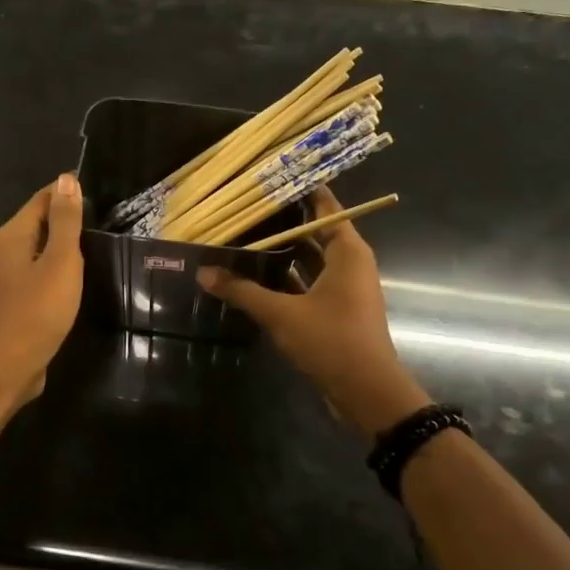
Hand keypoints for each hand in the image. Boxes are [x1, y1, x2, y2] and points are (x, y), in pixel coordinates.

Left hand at [0, 175, 84, 404]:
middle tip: (107, 216)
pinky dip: (60, 265)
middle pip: (40, 221)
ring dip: (66, 243)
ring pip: (41, 247)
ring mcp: (10, 275)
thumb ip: (65, 221)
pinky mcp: (18, 298)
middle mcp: (7, 249)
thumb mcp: (60, 261)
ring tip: (98, 241)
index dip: (69, 192)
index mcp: (14, 234)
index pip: (43, 198)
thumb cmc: (38, 310)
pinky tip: (79, 274)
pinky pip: (41, 269)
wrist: (10, 365)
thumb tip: (67, 178)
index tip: (102, 193)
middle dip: (68, 216)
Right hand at [197, 188, 429, 436]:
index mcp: (348, 251)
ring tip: (244, 237)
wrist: (366, 392)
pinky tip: (255, 277)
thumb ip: (242, 291)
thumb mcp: (281, 314)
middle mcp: (350, 263)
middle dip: (283, 221)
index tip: (271, 176)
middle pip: (315, 231)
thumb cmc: (331, 341)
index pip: (326, 206)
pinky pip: (309, 282)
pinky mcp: (337, 310)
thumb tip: (204, 272)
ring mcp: (345, 288)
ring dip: (282, 252)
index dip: (301, 189)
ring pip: (311, 259)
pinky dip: (287, 278)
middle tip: (245, 207)